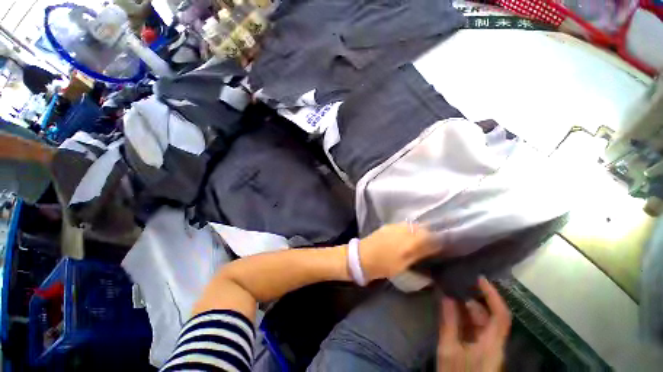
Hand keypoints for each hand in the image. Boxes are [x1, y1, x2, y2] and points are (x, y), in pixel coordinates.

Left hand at [359, 222, 438, 281]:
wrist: (363, 256)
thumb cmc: (384, 265)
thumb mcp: (404, 264)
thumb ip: (419, 254)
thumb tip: (433, 249)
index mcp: (410, 242)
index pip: (431, 237)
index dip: (439, 241)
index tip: (443, 246)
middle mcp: (405, 230)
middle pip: (423, 228)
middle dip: (430, 234)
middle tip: (433, 243)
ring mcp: (396, 226)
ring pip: (414, 225)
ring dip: (420, 231)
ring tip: (421, 239)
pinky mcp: (389, 225)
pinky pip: (404, 225)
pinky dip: (410, 229)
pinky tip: (408, 236)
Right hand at [438, 277, 511, 371]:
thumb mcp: (449, 350)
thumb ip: (449, 323)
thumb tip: (446, 296)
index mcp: (491, 344)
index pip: (500, 316)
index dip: (493, 295)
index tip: (479, 278)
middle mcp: (494, 343)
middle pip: (490, 316)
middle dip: (475, 299)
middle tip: (456, 284)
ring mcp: (488, 347)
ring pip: (483, 322)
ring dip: (468, 307)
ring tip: (451, 294)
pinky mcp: (481, 349)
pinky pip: (476, 328)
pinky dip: (465, 317)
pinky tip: (452, 310)